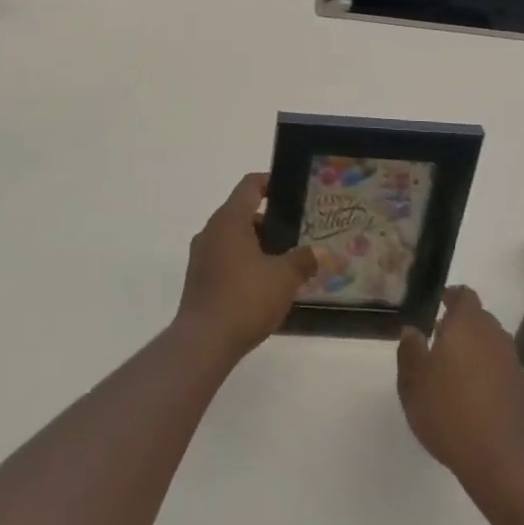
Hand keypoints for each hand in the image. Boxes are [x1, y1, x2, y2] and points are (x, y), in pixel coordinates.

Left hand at [175, 173, 316, 363]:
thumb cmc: (245, 298)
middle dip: (270, 222)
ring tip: (284, 261)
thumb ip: (304, 261)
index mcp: (229, 219)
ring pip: (233, 237)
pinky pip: (225, 258)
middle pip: (242, 212)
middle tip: (297, 233)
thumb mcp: (283, 278)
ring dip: (257, 244)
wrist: (203, 342)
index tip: (291, 190)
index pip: (250, 186)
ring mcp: (201, 255)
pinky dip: (244, 262)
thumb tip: (324, 253)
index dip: (270, 182)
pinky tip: (263, 284)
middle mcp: (211, 230)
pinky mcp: (199, 278)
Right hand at [398, 287, 523, 497]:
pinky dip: (484, 374)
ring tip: (450, 370)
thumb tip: (412, 331)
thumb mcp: (414, 382)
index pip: (463, 296)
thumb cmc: (451, 412)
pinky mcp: (522, 392)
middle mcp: (494, 336)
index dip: (451, 296)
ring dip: (472, 350)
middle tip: (437, 338)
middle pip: (478, 319)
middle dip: (459, 325)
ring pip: (489, 345)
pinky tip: (469, 397)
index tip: (438, 302)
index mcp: (468, 324)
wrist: (506, 463)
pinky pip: (498, 370)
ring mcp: (512, 365)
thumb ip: (410, 351)